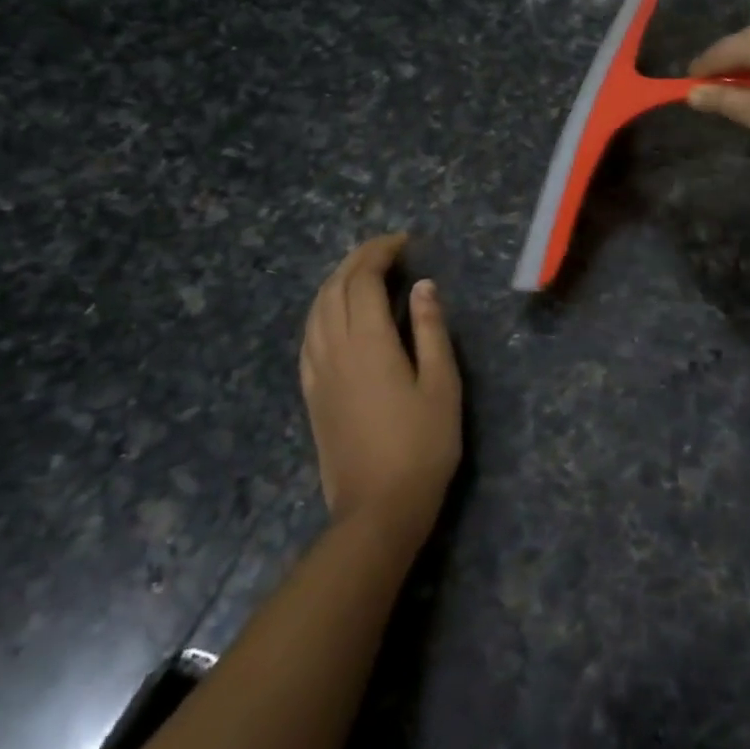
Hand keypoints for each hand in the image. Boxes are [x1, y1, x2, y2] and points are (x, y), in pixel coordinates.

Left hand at [299, 234, 460, 539]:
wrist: (378, 507)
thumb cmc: (422, 444)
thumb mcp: (441, 384)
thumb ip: (431, 330)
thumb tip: (422, 285)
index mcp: (369, 343)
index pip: (363, 280)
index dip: (380, 253)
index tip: (404, 241)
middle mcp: (335, 349)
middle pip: (334, 289)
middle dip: (357, 260)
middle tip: (386, 249)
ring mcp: (317, 372)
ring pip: (315, 311)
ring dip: (335, 281)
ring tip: (361, 272)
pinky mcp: (311, 393)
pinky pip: (308, 337)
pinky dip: (321, 311)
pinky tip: (334, 315)